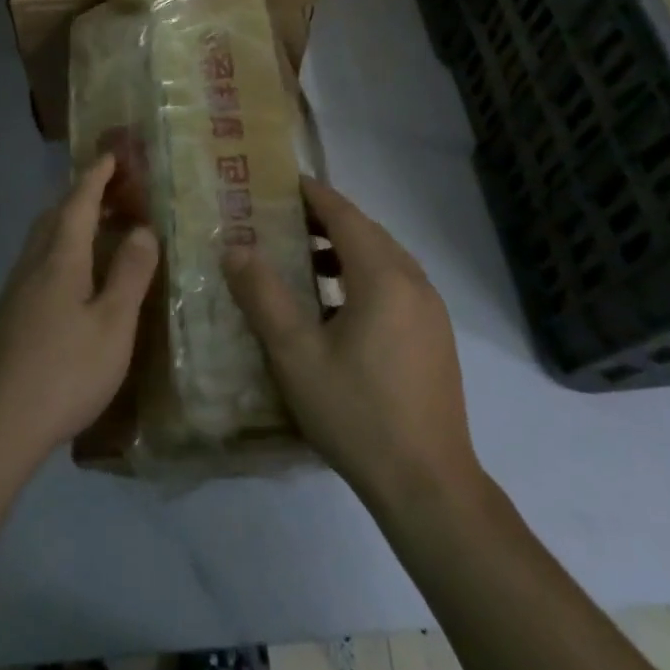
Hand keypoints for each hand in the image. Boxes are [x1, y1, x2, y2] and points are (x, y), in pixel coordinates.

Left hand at [0, 154, 159, 464]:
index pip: (79, 201)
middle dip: (83, 194)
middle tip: (114, 190)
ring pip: (43, 239)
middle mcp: (33, 264)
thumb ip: (130, 274)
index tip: (112, 154)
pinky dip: (61, 249)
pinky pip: (38, 262)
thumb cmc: (64, 372)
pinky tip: (75, 278)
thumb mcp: (113, 326)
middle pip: (56, 214)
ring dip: (70, 222)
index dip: (97, 175)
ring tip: (99, 229)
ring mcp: (15, 290)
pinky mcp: (8, 315)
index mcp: (60, 258)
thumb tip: (143, 229)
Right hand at [222, 178, 478, 508]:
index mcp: (383, 276)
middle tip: (281, 218)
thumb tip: (234, 248)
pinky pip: (395, 283)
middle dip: (325, 218)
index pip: (344, 214)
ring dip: (344, 248)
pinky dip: (363, 275)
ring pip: (383, 258)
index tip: (280, 181)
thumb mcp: (296, 355)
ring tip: (302, 258)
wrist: (429, 487)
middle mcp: (413, 281)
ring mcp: (430, 310)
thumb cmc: (357, 414)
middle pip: (366, 231)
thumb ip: (263, 296)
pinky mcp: (434, 336)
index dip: (312, 194)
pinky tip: (336, 306)